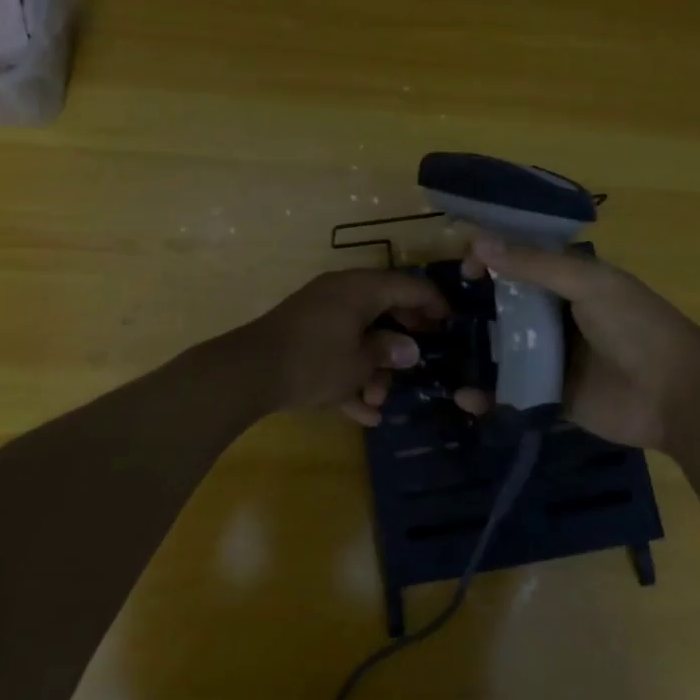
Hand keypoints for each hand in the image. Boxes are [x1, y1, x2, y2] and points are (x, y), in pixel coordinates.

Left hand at [236, 269, 449, 423]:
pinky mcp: (302, 337)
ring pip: (358, 334)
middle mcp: (341, 294)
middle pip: (384, 309)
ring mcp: (318, 314)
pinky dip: (349, 375)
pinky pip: (336, 351)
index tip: (452, 324)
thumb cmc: (314, 361)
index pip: (409, 287)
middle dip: (402, 340)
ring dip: (373, 367)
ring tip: (379, 400)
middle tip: (421, 360)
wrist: (248, 373)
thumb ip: (388, 352)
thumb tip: (410, 348)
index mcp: (360, 289)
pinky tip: (363, 413)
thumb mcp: (360, 362)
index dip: (434, 304)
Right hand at [454, 236, 699, 449]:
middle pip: (507, 308)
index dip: (492, 261)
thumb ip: (535, 265)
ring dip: (475, 353)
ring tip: (440, 355)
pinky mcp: (549, 397)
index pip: (522, 263)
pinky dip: (487, 396)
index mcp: (570, 283)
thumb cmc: (636, 326)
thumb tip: (478, 242)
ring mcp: (552, 360)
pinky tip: (464, 397)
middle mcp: (557, 318)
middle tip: (437, 315)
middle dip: (474, 309)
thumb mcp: (589, 284)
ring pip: (504, 352)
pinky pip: (511, 394)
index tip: (464, 270)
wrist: (677, 395)